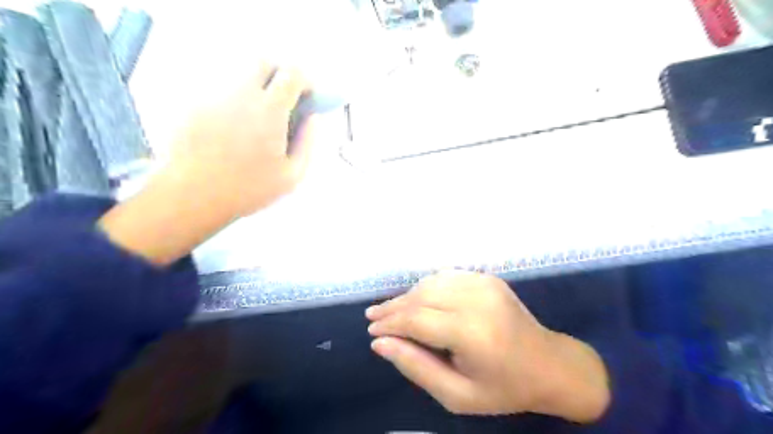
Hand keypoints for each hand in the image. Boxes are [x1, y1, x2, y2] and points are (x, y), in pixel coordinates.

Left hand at [170, 65, 313, 217]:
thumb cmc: (249, 189)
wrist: (193, 195)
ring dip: (256, 86)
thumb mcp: (292, 175)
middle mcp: (240, 94)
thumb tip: (313, 119)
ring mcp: (213, 96)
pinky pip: (220, 90)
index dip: (305, 81)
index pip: (292, 74)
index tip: (308, 97)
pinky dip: (234, 100)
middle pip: (262, 60)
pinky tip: (233, 128)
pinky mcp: (194, 104)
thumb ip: (308, 142)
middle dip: (280, 72)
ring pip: (239, 73)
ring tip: (258, 117)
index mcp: (269, 111)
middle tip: (285, 97)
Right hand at [365, 270, 610, 424]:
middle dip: (393, 307)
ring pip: (430, 283)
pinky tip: (417, 299)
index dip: (389, 324)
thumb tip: (380, 344)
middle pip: (421, 297)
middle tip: (373, 318)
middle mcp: (476, 300)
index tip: (371, 331)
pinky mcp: (487, 278)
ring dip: (407, 296)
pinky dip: (426, 287)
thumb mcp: (457, 395)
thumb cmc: (503, 388)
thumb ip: (416, 367)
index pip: (416, 320)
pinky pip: (446, 277)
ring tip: (390, 310)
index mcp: (472, 332)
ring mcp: (484, 283)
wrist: (550, 364)